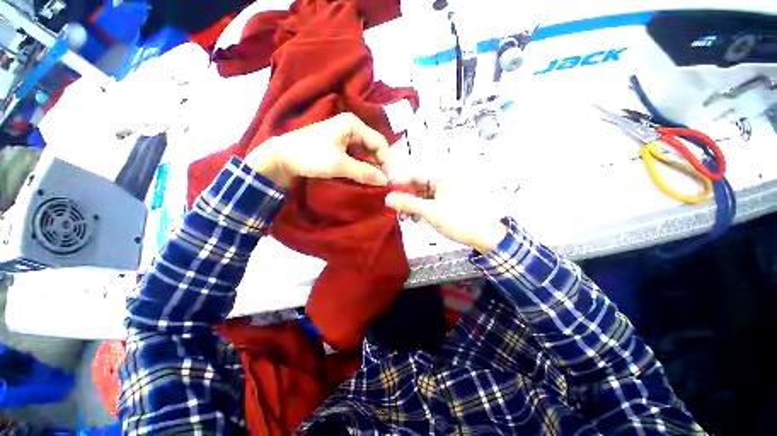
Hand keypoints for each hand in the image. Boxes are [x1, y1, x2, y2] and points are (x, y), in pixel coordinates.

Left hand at [245, 113, 389, 187]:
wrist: (282, 157)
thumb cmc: (310, 156)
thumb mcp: (339, 165)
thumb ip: (363, 172)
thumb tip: (384, 180)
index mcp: (353, 125)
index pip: (380, 142)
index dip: (385, 161)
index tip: (384, 179)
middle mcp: (352, 127)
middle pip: (374, 146)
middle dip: (378, 164)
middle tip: (378, 182)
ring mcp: (345, 135)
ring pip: (366, 152)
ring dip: (369, 166)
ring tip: (370, 181)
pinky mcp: (340, 144)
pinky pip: (357, 155)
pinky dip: (361, 166)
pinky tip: (361, 176)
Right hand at [384, 168, 507, 253]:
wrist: (486, 236)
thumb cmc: (460, 220)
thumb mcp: (430, 212)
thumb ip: (408, 204)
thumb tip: (388, 199)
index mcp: (442, 176)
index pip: (414, 174)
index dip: (399, 183)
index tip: (386, 192)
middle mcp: (444, 181)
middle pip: (418, 185)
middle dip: (405, 198)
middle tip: (394, 209)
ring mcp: (447, 192)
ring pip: (423, 195)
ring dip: (412, 205)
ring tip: (405, 217)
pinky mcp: (448, 203)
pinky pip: (430, 203)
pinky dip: (421, 210)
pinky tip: (416, 219)